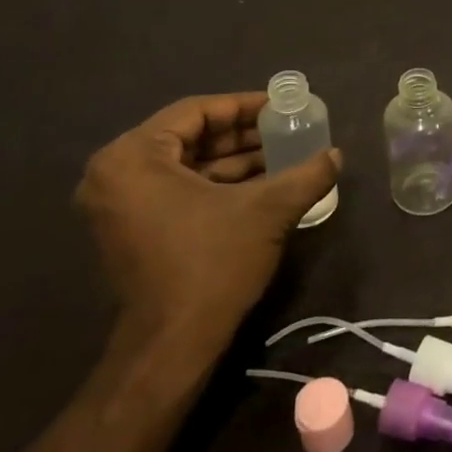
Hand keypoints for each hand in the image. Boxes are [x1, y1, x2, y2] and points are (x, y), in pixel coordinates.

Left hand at [74, 92, 340, 358]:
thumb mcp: (268, 210)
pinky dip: (217, 184)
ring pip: (185, 164)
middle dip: (241, 134)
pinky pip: (177, 189)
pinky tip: (262, 183)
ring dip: (233, 159)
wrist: (173, 345)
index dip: (244, 106)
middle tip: (286, 129)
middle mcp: (114, 175)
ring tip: (283, 155)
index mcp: (133, 158)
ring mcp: (119, 206)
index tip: (281, 107)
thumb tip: (336, 155)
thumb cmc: (212, 263)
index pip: (196, 111)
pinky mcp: (131, 230)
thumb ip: (306, 174)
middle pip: (189, 136)